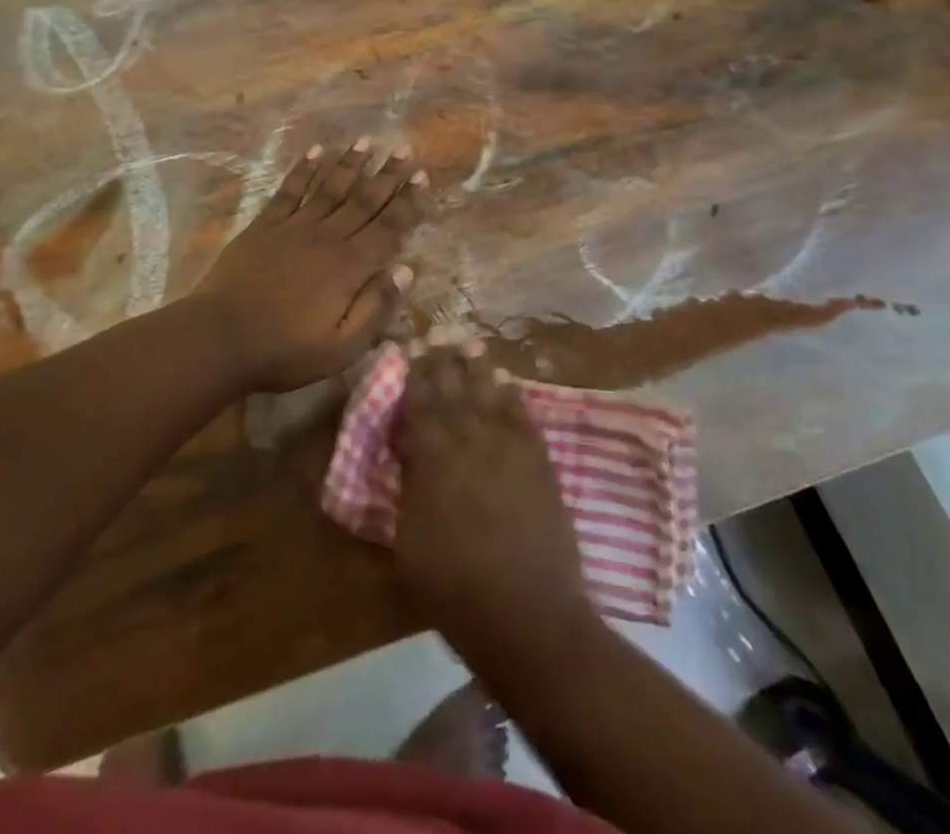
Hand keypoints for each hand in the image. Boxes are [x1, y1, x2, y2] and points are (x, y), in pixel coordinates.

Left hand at [193, 138, 426, 392]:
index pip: (388, 228)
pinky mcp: (265, 225)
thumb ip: (376, 307)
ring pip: (330, 188)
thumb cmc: (286, 350)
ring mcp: (294, 227)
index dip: (408, 202)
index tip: (422, 177)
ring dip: (350, 164)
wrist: (221, 338)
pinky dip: (304, 170)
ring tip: (367, 141)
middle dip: (387, 175)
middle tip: (404, 149)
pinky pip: (290, 190)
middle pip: (363, 200)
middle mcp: (327, 237)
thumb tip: (407, 271)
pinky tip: (316, 151)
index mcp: (350, 267)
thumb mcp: (342, 347)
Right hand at [393, 337, 594, 650]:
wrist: (527, 613)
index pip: (422, 403)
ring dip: (477, 369)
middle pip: (455, 390)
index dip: (417, 374)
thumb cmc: (455, 587)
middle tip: (439, 335)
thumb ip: (411, 485)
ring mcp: (509, 447)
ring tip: (469, 345)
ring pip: (489, 394)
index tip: (412, 349)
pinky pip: (523, 415)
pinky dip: (512, 396)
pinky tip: (506, 383)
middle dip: (444, 361)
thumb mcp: (410, 540)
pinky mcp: (539, 460)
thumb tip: (410, 449)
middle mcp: (471, 440)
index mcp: (434, 457)